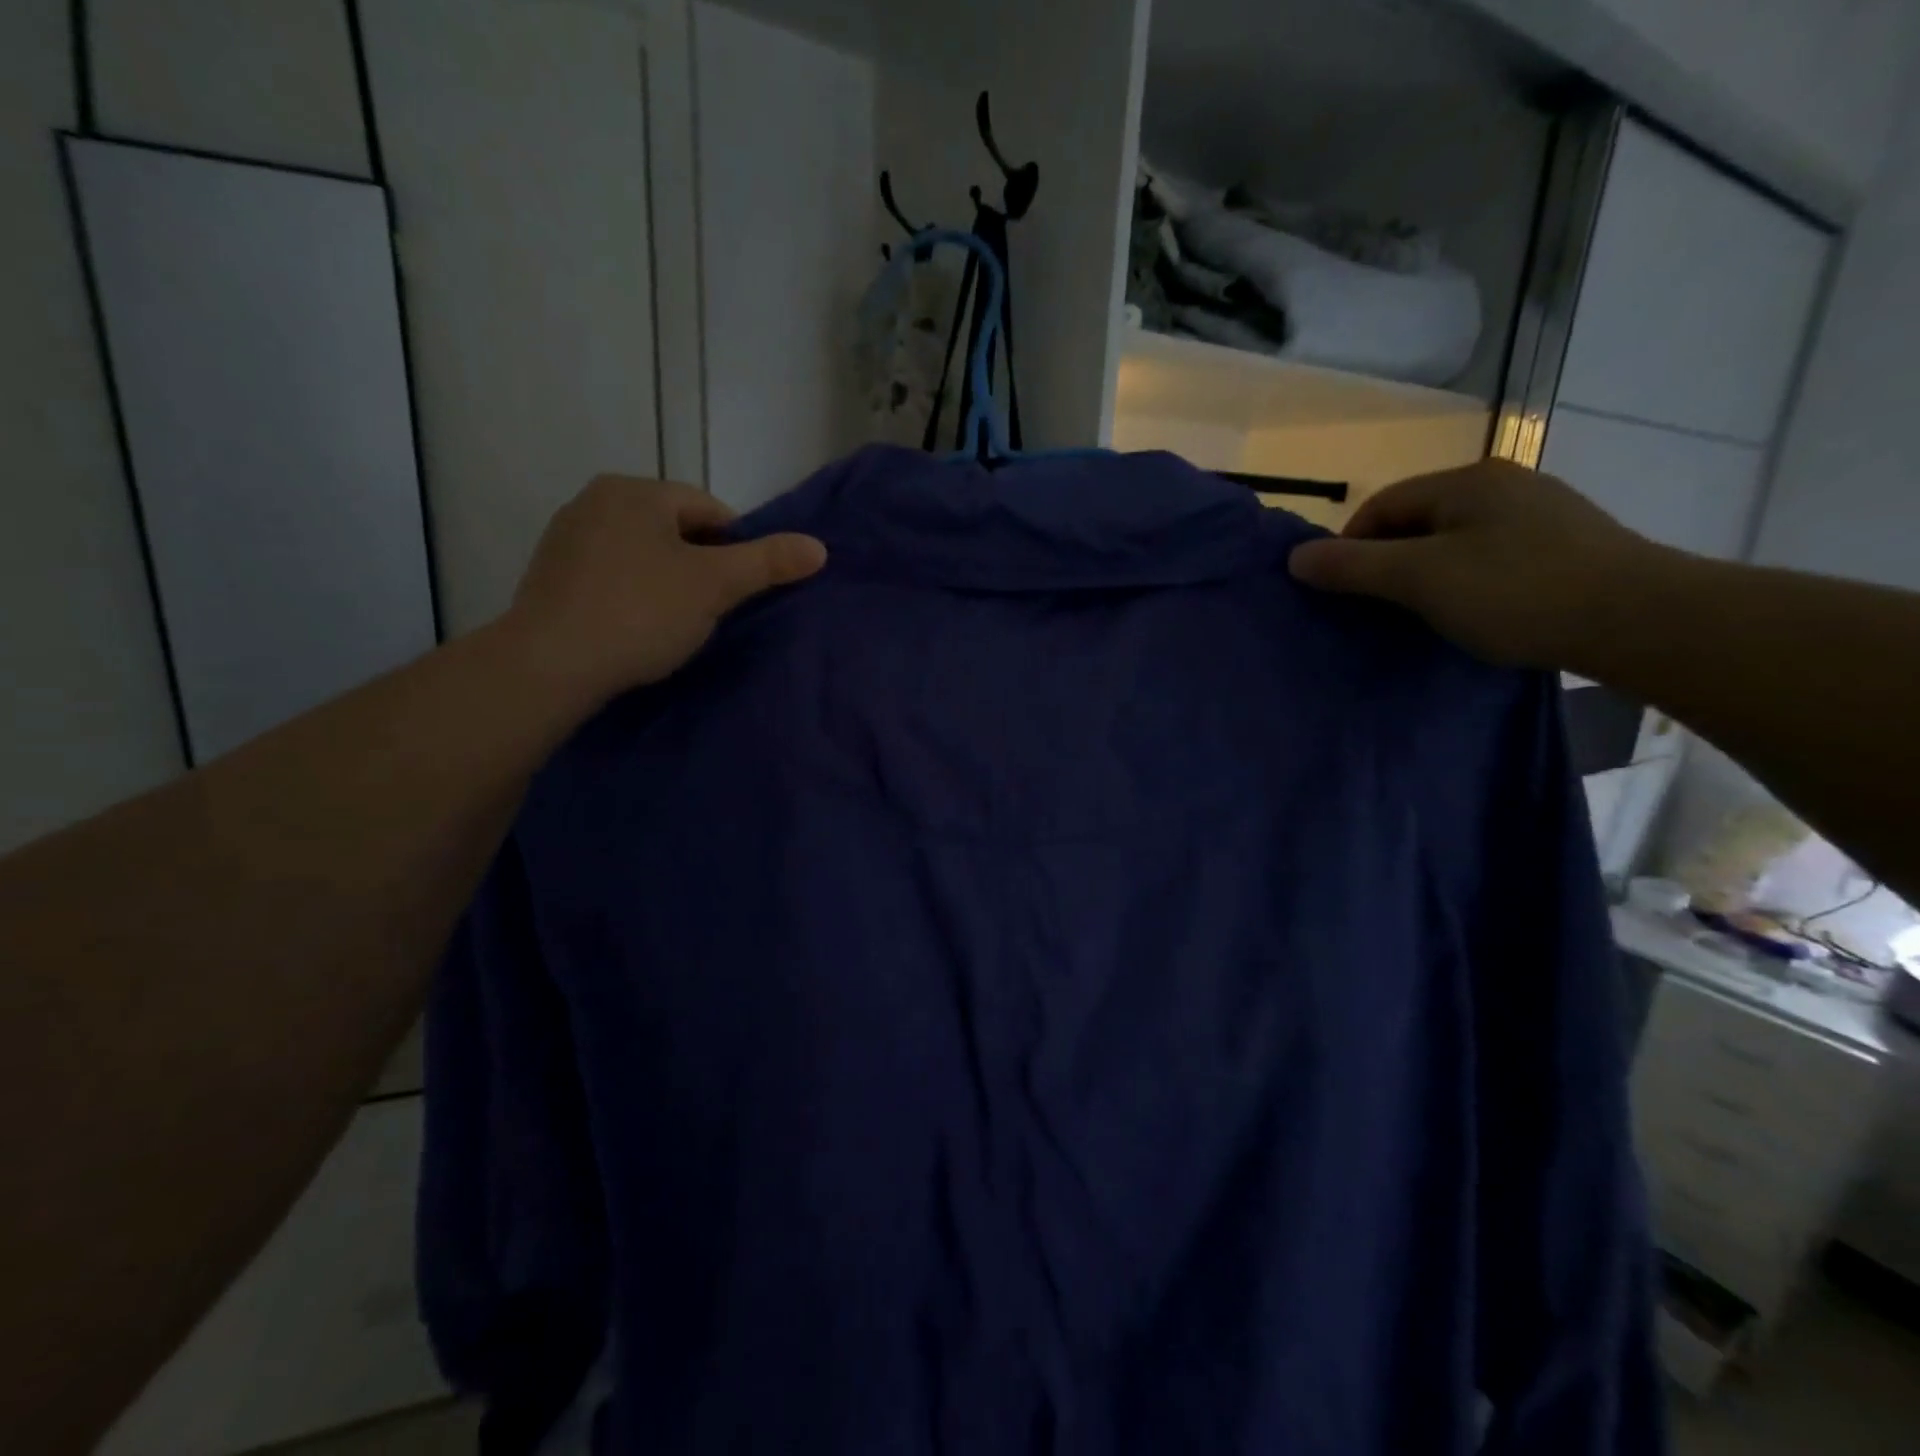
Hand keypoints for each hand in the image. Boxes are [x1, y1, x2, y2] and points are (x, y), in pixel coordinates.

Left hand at [505, 475, 825, 703]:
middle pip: (674, 529)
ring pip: (641, 553)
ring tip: (676, 623)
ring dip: (666, 580)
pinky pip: (610, 575)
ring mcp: (566, 537)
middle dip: (700, 565)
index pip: (709, 509)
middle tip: (712, 610)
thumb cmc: (641, 612)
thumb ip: (768, 563)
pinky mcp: (549, 575)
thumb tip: (820, 547)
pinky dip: (632, 594)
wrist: (550, 663)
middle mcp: (595, 500)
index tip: (741, 590)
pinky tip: (636, 628)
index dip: (737, 548)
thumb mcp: (715, 586)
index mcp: (636, 491)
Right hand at [1287, 460, 1664, 668]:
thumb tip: (1294, 557)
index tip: (1343, 591)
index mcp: (1467, 481)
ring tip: (1424, 615)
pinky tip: (1476, 612)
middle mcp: (1506, 484)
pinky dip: (1468, 581)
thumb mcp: (1419, 579)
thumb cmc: (1516, 592)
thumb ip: (1353, 566)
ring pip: (1456, 540)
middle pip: (1419, 520)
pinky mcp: (1568, 545)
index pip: (1383, 504)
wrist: (1640, 619)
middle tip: (1379, 608)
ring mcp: (1542, 513)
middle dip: (1388, 562)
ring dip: (1427, 574)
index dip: (1350, 545)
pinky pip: (1492, 556)